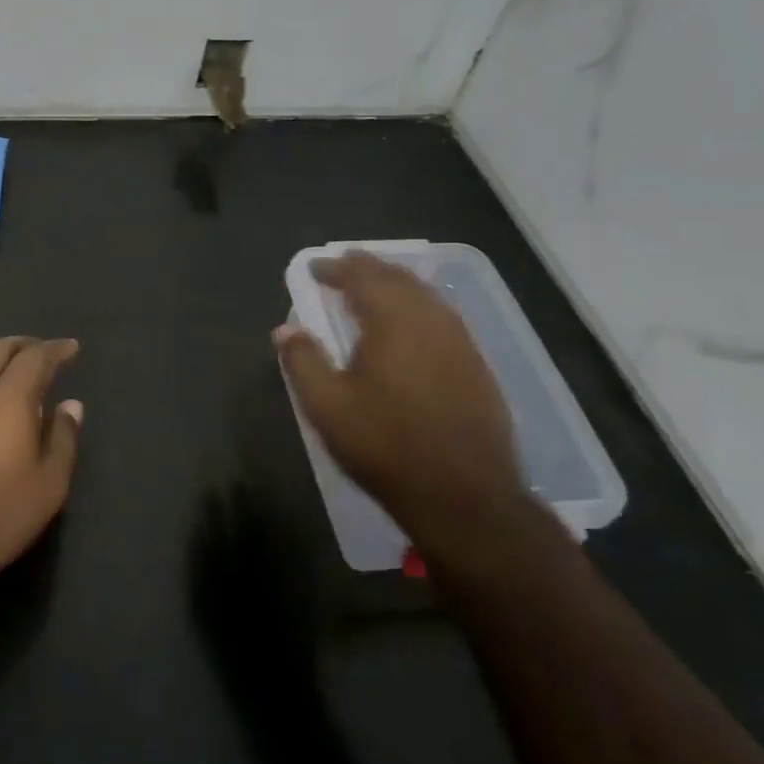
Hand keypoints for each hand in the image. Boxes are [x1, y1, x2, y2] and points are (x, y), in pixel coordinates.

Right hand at [276, 252, 522, 539]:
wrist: (463, 496)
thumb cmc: (386, 446)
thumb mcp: (327, 407)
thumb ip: (303, 361)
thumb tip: (285, 329)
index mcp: (393, 321)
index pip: (362, 276)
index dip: (335, 268)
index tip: (314, 268)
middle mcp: (431, 320)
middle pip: (399, 278)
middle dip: (368, 269)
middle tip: (343, 269)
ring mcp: (461, 342)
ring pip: (426, 296)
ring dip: (396, 286)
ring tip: (373, 291)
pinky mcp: (477, 366)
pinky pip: (443, 318)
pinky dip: (418, 308)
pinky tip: (409, 328)